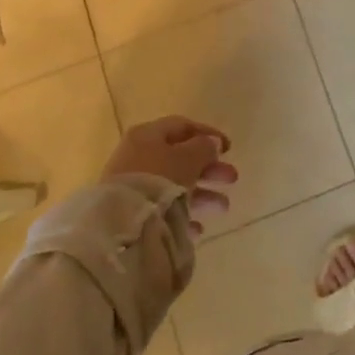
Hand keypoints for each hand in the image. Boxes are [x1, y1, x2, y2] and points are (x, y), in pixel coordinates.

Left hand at [102, 116, 237, 234]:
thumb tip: (212, 143)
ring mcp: (133, 185)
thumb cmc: (158, 180)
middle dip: (210, 169)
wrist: (121, 224)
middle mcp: (138, 156)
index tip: (230, 148)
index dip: (208, 134)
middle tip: (232, 178)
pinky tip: (198, 228)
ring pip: (174, 185)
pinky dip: (182, 215)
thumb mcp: (187, 158)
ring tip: (223, 207)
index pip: (182, 126)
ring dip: (202, 194)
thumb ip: (204, 148)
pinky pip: (162, 209)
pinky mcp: (132, 212)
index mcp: (148, 135)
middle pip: (180, 158)